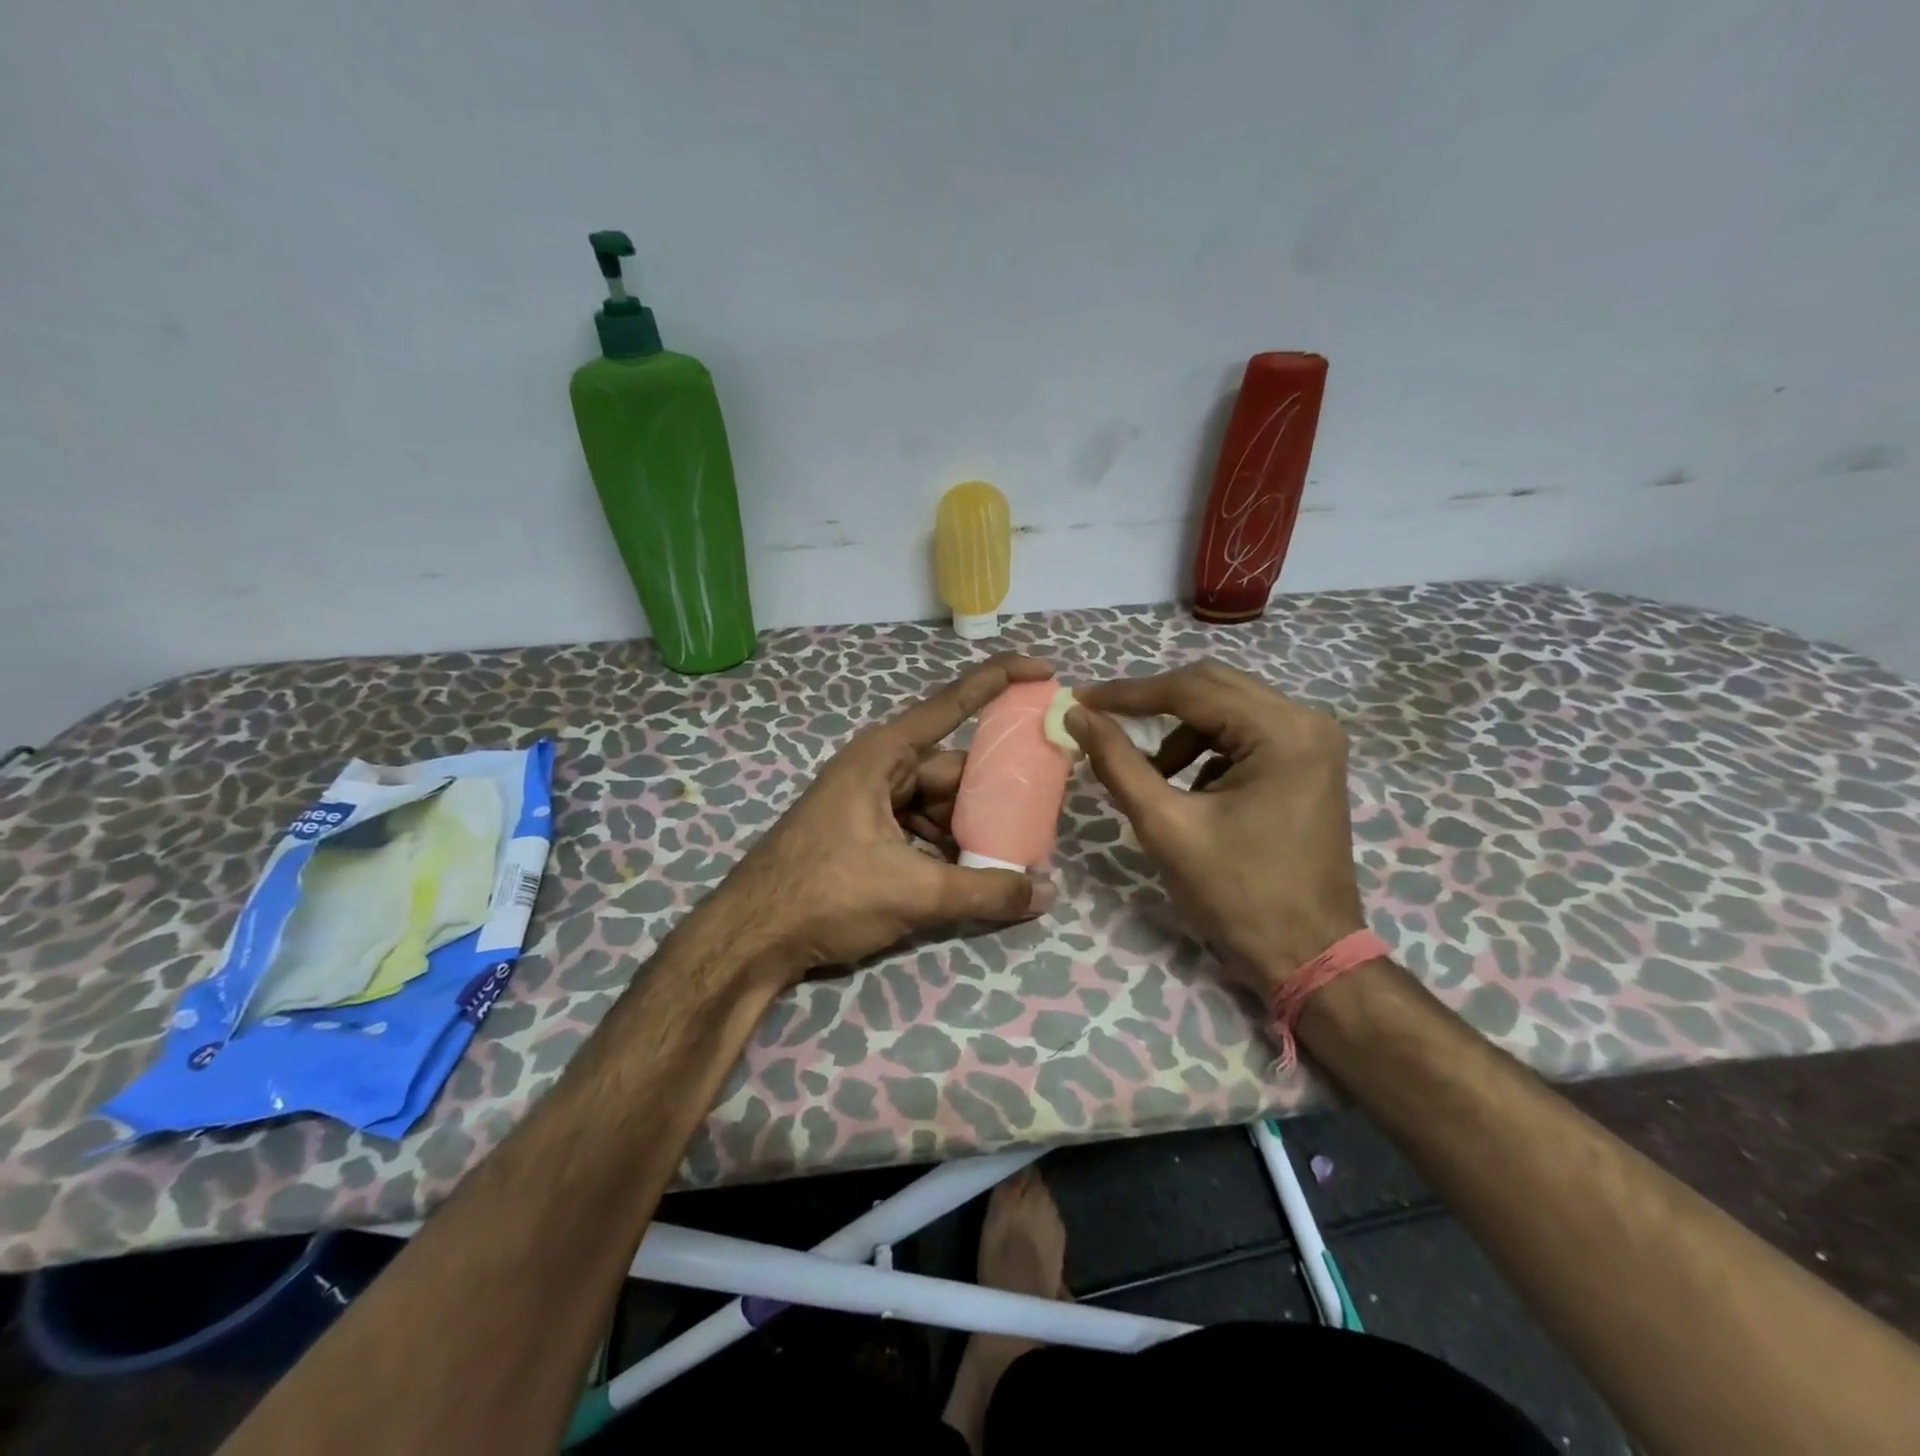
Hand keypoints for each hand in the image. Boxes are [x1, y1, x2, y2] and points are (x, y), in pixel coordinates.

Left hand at [704, 654, 1058, 986]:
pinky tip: (970, 875)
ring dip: (971, 828)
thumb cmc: (826, 894)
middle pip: (952, 768)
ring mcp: (869, 799)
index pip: (952, 705)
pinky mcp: (864, 831)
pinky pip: (918, 826)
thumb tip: (1048, 892)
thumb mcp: (913, 893)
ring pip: (937, 803)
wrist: (750, 938)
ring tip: (1013, 855)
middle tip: (1042, 811)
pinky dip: (944, 846)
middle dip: (995, 792)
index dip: (1000, 681)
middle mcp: (879, 767)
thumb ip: (985, 891)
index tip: (1044, 671)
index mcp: (884, 755)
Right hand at [1066, 661, 1364, 996]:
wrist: (1308, 956)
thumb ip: (1118, 763)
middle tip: (1102, 720)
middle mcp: (1307, 722)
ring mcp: (1313, 742)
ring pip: (1228, 708)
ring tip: (1151, 772)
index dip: (1128, 694)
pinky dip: (1207, 748)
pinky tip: (1188, 787)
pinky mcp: (1308, 763)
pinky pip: (1245, 733)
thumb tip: (1077, 716)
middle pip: (1213, 686)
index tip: (1080, 701)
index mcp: (1283, 732)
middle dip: (1153, 703)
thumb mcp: (1166, 825)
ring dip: (1181, 730)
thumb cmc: (1237, 895)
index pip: (1191, 690)